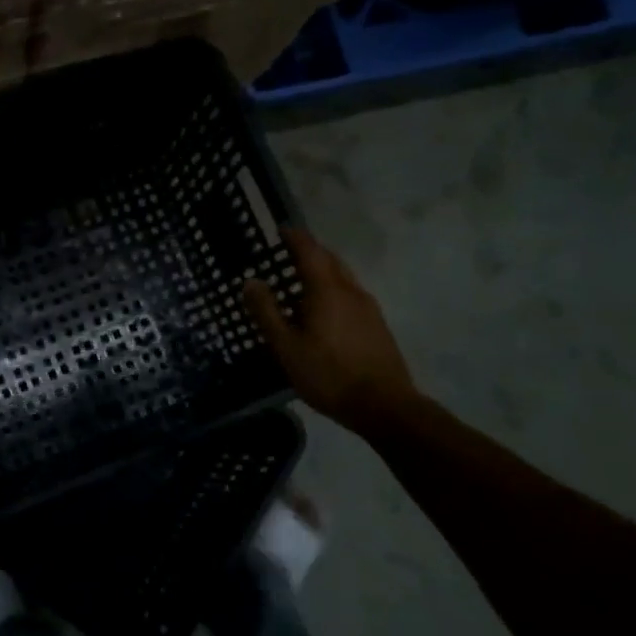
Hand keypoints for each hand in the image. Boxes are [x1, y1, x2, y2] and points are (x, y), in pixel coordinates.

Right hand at [243, 229, 419, 434]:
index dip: (295, 238)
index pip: (310, 252)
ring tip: (300, 282)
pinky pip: (350, 295)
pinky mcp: (376, 326)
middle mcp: (351, 291)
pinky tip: (321, 312)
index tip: (281, 229)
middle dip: (309, 252)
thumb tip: (251, 281)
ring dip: (322, 272)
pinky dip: (332, 290)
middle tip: (287, 253)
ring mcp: (368, 308)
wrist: (384, 406)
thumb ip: (267, 312)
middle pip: (330, 261)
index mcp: (327, 291)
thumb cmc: (328, 374)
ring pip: (342, 278)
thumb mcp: (286, 346)